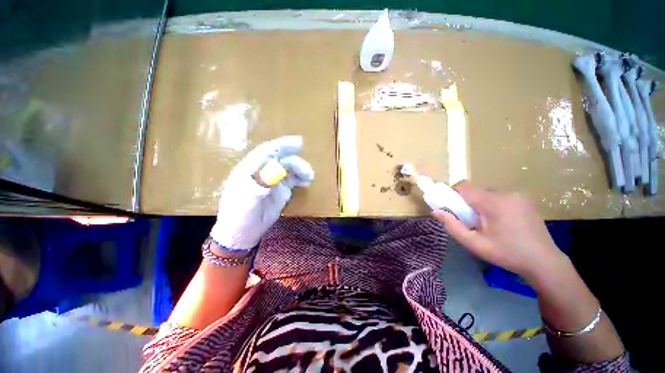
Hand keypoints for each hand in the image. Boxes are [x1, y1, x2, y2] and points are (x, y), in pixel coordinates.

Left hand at [210, 136, 313, 250]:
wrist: (243, 233)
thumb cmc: (238, 218)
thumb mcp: (245, 205)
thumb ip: (257, 189)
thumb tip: (272, 179)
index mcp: (249, 170)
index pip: (266, 152)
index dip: (281, 145)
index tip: (299, 143)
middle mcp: (262, 172)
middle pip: (281, 159)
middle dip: (295, 161)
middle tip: (308, 170)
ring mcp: (272, 180)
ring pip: (289, 168)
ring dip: (300, 170)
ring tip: (309, 177)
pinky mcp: (280, 190)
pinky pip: (293, 179)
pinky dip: (301, 178)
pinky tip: (307, 181)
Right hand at [432, 181, 565, 281]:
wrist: (544, 262)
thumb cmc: (507, 254)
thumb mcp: (475, 244)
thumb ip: (452, 226)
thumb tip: (435, 211)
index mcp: (493, 203)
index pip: (464, 186)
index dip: (452, 193)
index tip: (451, 207)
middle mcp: (506, 193)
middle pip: (475, 190)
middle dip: (467, 202)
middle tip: (470, 221)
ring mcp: (518, 195)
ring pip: (487, 193)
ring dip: (481, 203)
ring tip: (488, 223)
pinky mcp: (525, 200)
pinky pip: (500, 196)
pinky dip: (493, 205)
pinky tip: (502, 222)